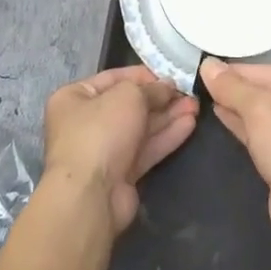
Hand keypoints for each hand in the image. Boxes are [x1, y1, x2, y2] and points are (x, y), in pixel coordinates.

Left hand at [43, 66, 197, 233]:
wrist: (90, 195)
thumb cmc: (101, 132)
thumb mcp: (129, 96)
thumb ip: (151, 89)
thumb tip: (167, 87)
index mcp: (75, 97)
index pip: (113, 78)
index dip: (143, 74)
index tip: (170, 74)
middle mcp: (86, 122)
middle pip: (129, 104)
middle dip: (160, 98)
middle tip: (188, 92)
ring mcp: (104, 150)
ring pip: (141, 128)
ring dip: (168, 116)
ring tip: (195, 106)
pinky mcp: (121, 173)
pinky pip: (146, 149)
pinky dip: (166, 137)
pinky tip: (189, 125)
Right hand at [198, 60, 270, 258]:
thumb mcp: (262, 111)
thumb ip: (233, 87)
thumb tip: (207, 64)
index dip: (238, 70)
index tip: (206, 65)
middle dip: (238, 89)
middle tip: (203, 79)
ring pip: (267, 117)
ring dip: (238, 107)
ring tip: (207, 94)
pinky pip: (266, 137)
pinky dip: (244, 127)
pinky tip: (222, 115)